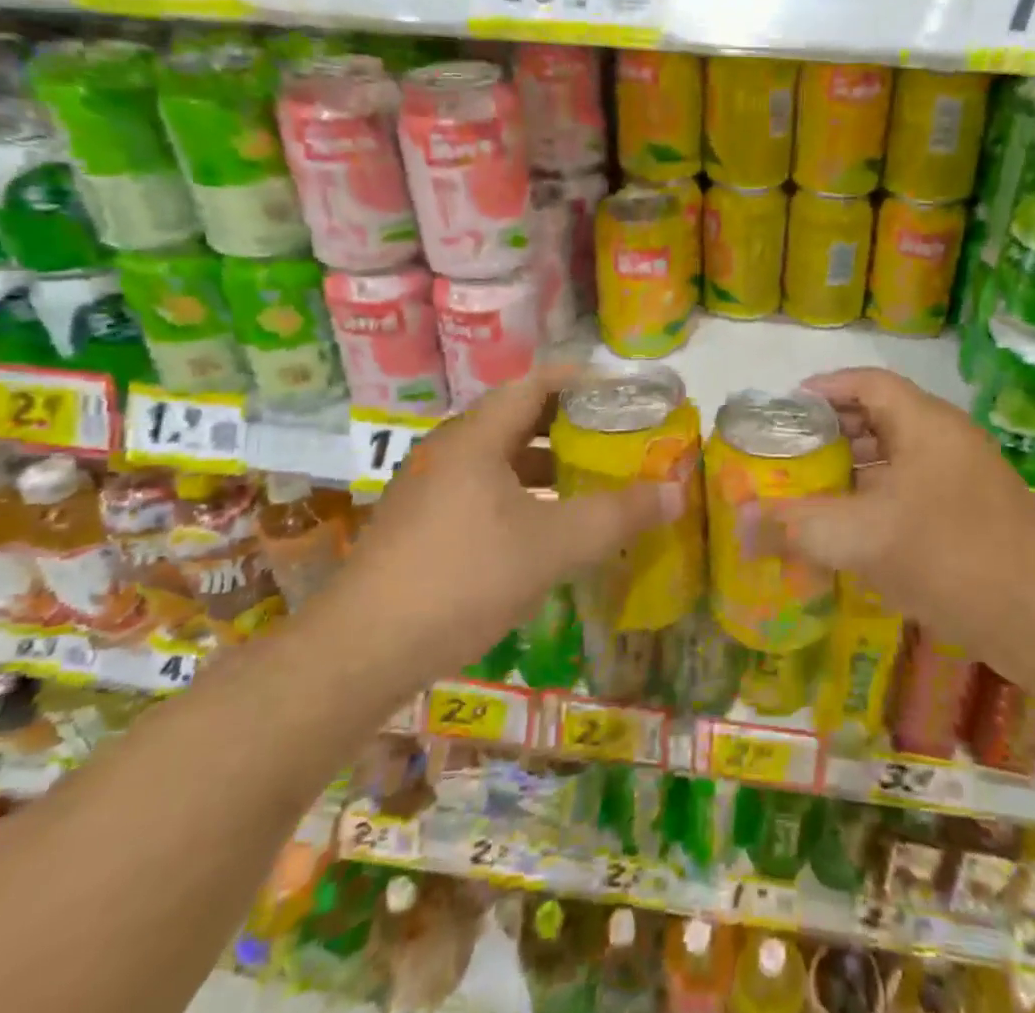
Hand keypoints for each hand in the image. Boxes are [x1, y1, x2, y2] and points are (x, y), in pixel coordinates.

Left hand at [304, 367, 680, 696]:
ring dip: (544, 463)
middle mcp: (448, 450)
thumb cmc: (462, 578)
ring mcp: (428, 488)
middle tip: (616, 435)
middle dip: (569, 424)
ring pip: (498, 459)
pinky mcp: (419, 525)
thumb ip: (616, 516)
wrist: (358, 654)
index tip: (622, 391)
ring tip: (589, 478)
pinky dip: (520, 494)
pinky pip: (481, 490)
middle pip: (517, 418)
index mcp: (475, 436)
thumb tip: (676, 492)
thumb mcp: (551, 546)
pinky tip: (543, 527)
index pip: (535, 383)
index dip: (581, 380)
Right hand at [773, 368, 1034, 656]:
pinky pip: (913, 494)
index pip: (866, 383)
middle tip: (786, 455)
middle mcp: (947, 441)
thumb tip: (739, 523)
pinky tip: (851, 536)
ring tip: (808, 494)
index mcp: (926, 424)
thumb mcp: (864, 539)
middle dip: (831, 435)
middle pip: (880, 418)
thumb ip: (797, 526)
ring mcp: (964, 481)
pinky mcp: (973, 518)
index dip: (822, 389)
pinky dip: (877, 503)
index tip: (782, 411)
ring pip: (897, 460)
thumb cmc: (954, 558)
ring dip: (853, 472)